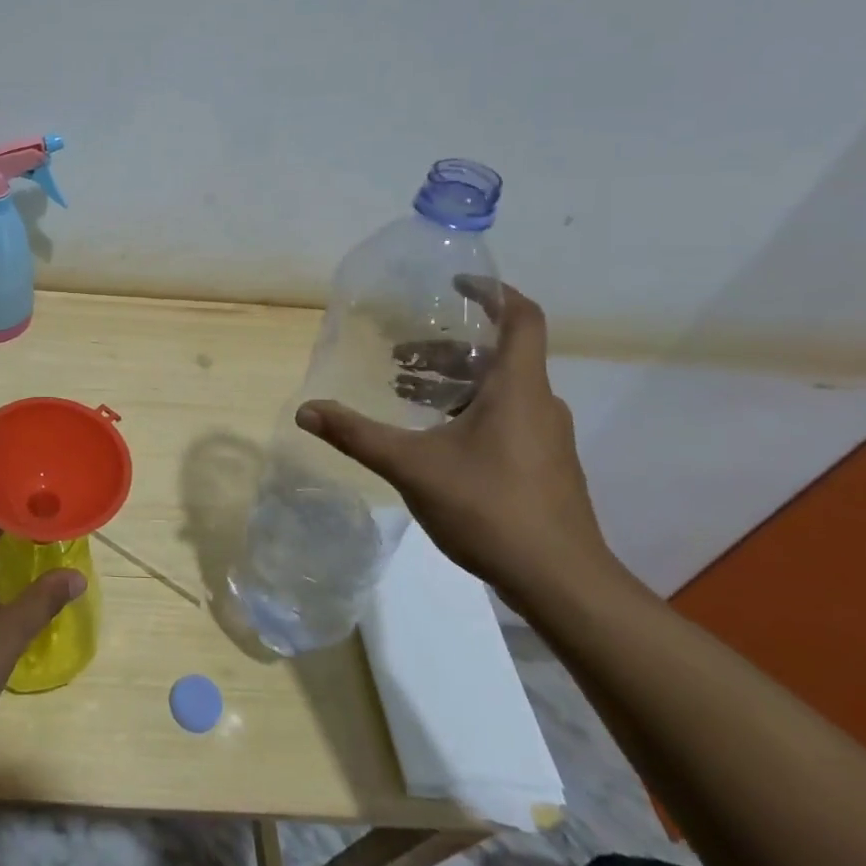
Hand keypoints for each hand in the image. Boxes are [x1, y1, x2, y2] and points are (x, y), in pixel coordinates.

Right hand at [295, 281, 615, 605]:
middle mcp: (539, 403)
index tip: (454, 284)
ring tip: (406, 392)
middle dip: (447, 347)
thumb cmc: (489, 508)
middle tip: (400, 356)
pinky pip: (506, 416)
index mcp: (517, 388)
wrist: (561, 581)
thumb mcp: (411, 466)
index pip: (521, 317)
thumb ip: (356, 435)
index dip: (492, 292)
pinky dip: (468, 409)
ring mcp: (546, 436)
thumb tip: (305, 410)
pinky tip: (434, 437)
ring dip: (454, 381)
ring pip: (500, 388)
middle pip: (498, 354)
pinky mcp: (545, 464)